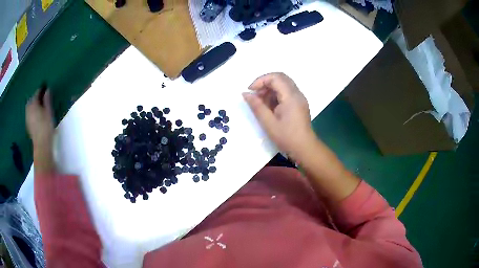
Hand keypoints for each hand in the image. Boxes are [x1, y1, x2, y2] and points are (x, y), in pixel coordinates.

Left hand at [26, 89, 54, 148]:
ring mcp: (27, 118)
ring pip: (30, 107)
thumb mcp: (49, 111)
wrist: (41, 145)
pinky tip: (36, 114)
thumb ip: (47, 99)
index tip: (46, 87)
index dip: (41, 89)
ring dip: (34, 104)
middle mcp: (28, 109)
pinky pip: (29, 114)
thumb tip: (47, 89)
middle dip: (36, 96)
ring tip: (39, 105)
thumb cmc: (46, 126)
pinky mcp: (28, 125)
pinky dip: (33, 111)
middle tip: (42, 96)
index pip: (37, 92)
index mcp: (33, 103)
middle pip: (32, 99)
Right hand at [243, 73, 316, 159]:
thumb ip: (256, 106)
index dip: (260, 81)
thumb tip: (245, 93)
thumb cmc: (287, 137)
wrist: (305, 149)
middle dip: (265, 83)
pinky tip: (270, 107)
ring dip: (270, 90)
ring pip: (283, 85)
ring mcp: (299, 98)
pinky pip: (286, 92)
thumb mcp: (268, 123)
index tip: (250, 91)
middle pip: (280, 78)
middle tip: (255, 95)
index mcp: (291, 96)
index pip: (275, 78)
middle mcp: (297, 94)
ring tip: (261, 103)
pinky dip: (276, 95)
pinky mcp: (299, 104)